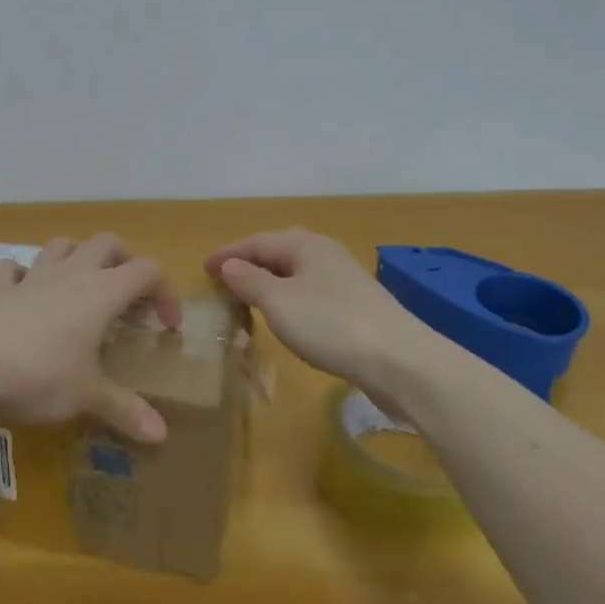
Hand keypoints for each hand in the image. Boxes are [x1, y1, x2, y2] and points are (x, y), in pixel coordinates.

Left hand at [0, 234, 180, 443]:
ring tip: (82, 286)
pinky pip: (13, 269)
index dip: (165, 291)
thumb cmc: (39, 376)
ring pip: (61, 246)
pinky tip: (25, 294)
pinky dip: (24, 275)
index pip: (147, 271)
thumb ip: (125, 411)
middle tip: (130, 296)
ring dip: (78, 257)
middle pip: (107, 243)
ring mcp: (31, 277)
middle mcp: (70, 274)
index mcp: (101, 293)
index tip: (167, 326)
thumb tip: (162, 436)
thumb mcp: (87, 397)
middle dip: (125, 261)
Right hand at [205, 228, 431, 402]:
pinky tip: (287, 318)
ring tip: (249, 298)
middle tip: (225, 278)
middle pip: (279, 252)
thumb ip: (250, 281)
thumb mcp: (279, 302)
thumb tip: (228, 265)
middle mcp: (326, 255)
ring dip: (270, 282)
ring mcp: (344, 281)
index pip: (257, 242)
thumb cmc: (331, 324)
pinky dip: (289, 299)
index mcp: (306, 245)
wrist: (401, 362)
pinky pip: (310, 293)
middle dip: (251, 262)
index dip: (228, 253)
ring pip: (297, 273)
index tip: (203, 267)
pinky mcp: (356, 308)